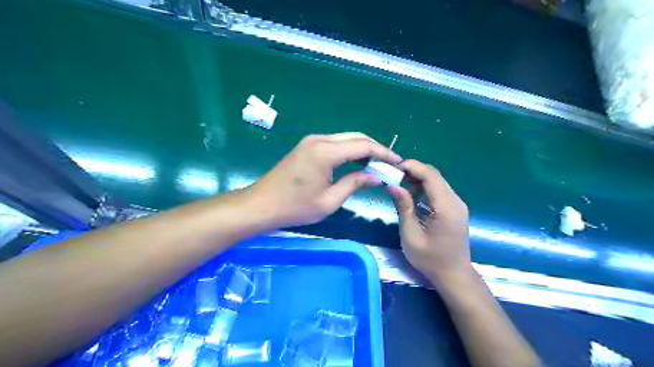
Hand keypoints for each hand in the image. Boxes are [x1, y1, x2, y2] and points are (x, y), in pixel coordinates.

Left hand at [246, 133, 401, 227]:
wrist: (261, 205)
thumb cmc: (295, 207)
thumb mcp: (329, 200)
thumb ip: (354, 183)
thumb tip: (376, 177)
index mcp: (326, 152)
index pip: (363, 146)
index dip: (383, 153)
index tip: (397, 162)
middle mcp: (320, 140)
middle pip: (356, 137)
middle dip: (375, 149)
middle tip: (389, 163)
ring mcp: (311, 141)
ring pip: (345, 139)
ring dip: (362, 149)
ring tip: (376, 164)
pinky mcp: (306, 147)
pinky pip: (334, 144)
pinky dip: (349, 151)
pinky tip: (356, 163)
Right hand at [384, 159, 472, 282]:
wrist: (453, 275)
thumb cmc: (430, 259)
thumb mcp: (411, 234)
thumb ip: (403, 207)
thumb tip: (392, 185)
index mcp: (446, 207)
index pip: (430, 175)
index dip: (412, 166)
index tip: (393, 167)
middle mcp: (455, 201)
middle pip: (434, 175)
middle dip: (413, 171)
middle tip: (393, 176)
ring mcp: (457, 204)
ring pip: (437, 181)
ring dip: (418, 179)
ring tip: (399, 184)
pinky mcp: (455, 208)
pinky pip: (439, 190)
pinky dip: (424, 187)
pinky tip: (412, 195)